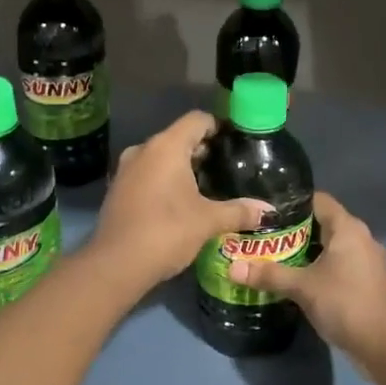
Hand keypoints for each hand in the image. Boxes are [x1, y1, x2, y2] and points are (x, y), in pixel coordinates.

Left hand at [91, 111, 267, 290]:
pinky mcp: (118, 190)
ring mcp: (126, 169)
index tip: (236, 142)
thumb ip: (239, 211)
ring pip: (161, 157)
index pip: (197, 120)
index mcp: (166, 146)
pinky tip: (181, 203)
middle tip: (227, 168)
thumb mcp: (208, 221)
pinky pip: (147, 174)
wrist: (116, 265)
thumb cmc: (167, 231)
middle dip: (203, 150)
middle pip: (178, 137)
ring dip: (182, 167)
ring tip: (208, 186)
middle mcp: (143, 150)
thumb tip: (269, 211)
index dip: (219, 127)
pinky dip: (165, 181)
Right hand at [228, 191, 385, 361]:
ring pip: (330, 246)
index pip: (318, 200)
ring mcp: (366, 261)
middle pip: (323, 223)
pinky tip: (297, 279)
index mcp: (348, 228)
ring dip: (306, 251)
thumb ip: (268, 275)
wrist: (383, 344)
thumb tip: (232, 268)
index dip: (292, 202)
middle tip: (263, 236)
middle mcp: (360, 238)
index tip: (266, 211)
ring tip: (274, 257)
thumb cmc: (344, 303)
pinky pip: (338, 265)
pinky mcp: (366, 282)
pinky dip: (318, 268)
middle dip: (293, 230)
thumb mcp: (302, 287)